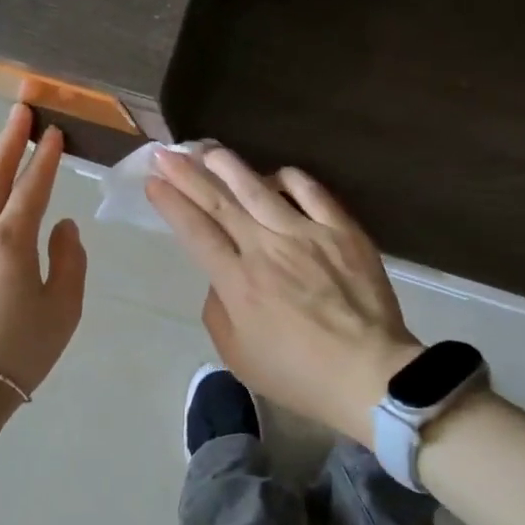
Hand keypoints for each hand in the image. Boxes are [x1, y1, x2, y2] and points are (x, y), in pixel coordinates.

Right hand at [145, 146, 421, 444]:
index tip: (153, 182)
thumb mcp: (238, 356)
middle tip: (166, 154)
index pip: (196, 231)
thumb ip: (217, 310)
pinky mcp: (341, 230)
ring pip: (258, 188)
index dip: (172, 204)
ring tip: (208, 150)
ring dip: (228, 166)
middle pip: (219, 202)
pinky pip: (310, 191)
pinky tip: (275, 174)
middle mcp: (266, 248)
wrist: (371, 374)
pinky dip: (288, 178)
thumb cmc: (299, 374)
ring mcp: (306, 233)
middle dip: (187, 175)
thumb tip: (220, 275)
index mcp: (238, 282)